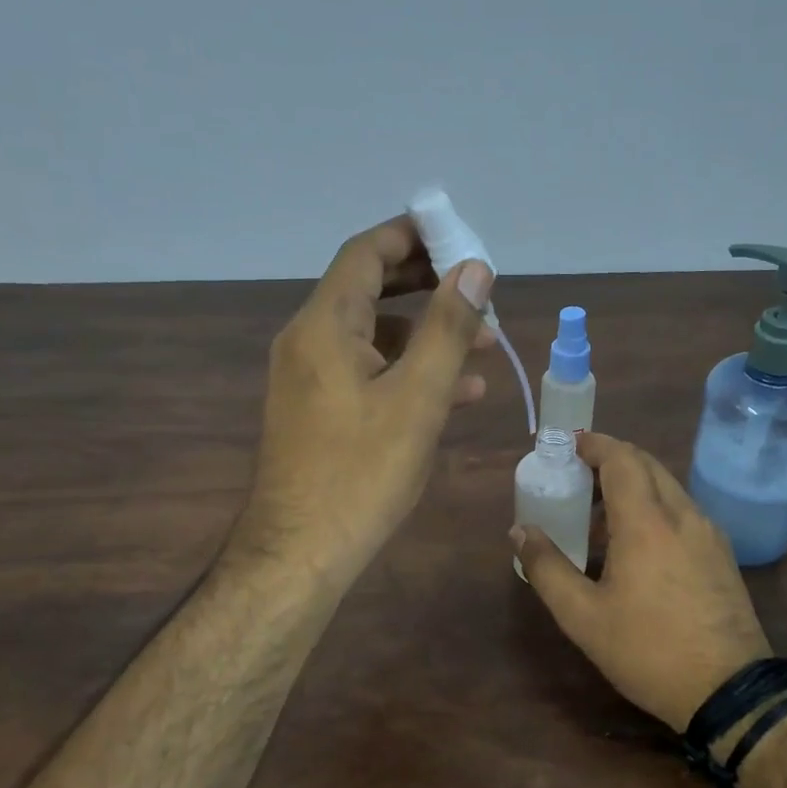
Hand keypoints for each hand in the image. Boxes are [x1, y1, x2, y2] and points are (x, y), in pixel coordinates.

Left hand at [230, 216, 493, 591]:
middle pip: (370, 290)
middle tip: (478, 287)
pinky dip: (408, 371)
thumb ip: (448, 328)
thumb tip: (475, 269)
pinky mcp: (318, 411)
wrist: (300, 552)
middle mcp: (309, 341)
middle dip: (428, 285)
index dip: (412, 236)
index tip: (458, 235)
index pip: (366, 254)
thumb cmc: (361, 473)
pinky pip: (367, 373)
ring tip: (486, 346)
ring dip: (427, 334)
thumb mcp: (417, 397)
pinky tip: (455, 392)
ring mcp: (310, 378)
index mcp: (325, 325)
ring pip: (375, 336)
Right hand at [513, 432, 771, 732]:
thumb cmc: (647, 650)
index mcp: (646, 522)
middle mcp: (682, 515)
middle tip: (577, 475)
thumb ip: (546, 567)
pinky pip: (683, 510)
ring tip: (600, 513)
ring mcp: (709, 533)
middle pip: (647, 464)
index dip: (593, 444)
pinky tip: (638, 542)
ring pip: (668, 486)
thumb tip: (520, 530)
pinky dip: (655, 505)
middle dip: (611, 458)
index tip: (568, 444)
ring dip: (634, 483)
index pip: (621, 459)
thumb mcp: (582, 616)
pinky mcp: (722, 554)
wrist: (729, 690)